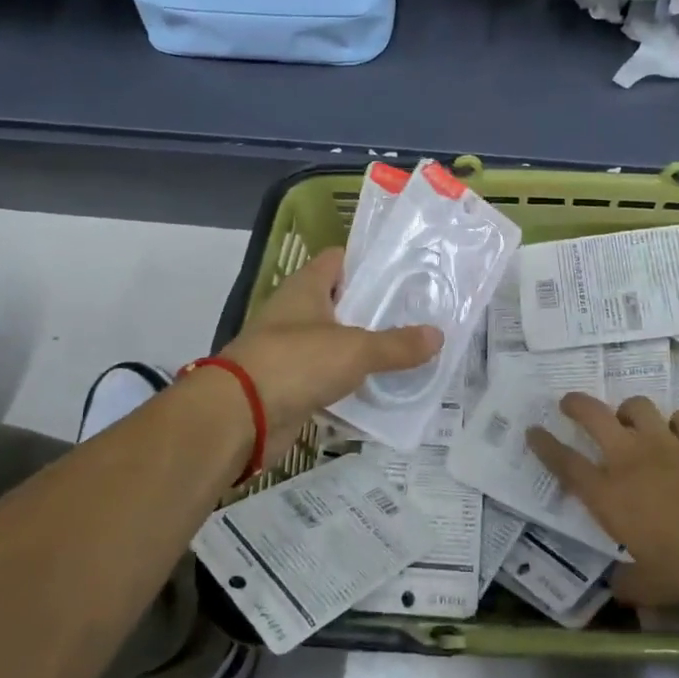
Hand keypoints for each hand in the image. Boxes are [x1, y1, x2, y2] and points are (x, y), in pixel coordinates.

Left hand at [221, 249, 441, 459]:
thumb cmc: (296, 362)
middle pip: (343, 303)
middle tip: (419, 315)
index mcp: (306, 287)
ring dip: (366, 349)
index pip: (340, 260)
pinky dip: (351, 383)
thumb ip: (397, 344)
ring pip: (338, 342)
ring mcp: (291, 350)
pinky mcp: (291, 385)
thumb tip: (438, 336)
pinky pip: (329, 378)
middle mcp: (296, 313)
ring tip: (410, 351)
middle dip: (377, 310)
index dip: (369, 262)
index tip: (406, 271)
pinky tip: (383, 388)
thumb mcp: (355, 349)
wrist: (240, 417)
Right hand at [527, 395, 678, 603]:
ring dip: (627, 410)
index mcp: (609, 494)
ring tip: (628, 419)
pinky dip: (676, 422)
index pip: (565, 463)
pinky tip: (678, 432)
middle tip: (568, 403)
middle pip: (593, 416)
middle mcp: (630, 459)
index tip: (533, 431)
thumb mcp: (652, 587)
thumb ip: (629, 584)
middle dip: (576, 405)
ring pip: (637, 407)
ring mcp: (665, 444)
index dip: (545, 445)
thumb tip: (616, 588)